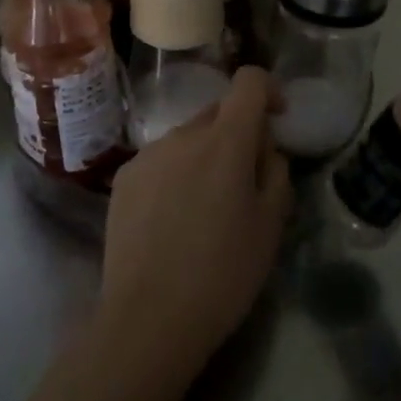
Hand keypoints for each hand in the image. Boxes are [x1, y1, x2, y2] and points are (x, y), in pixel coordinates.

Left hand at [99, 67, 291, 372]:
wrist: (149, 318)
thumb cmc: (223, 273)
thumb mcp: (271, 225)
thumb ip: (275, 171)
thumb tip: (265, 147)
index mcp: (225, 141)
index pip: (248, 82)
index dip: (268, 91)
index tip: (277, 118)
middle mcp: (182, 135)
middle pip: (217, 113)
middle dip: (237, 134)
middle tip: (246, 182)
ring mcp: (148, 155)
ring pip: (187, 139)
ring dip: (204, 156)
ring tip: (206, 209)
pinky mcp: (124, 178)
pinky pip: (161, 161)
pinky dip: (175, 174)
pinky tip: (173, 220)